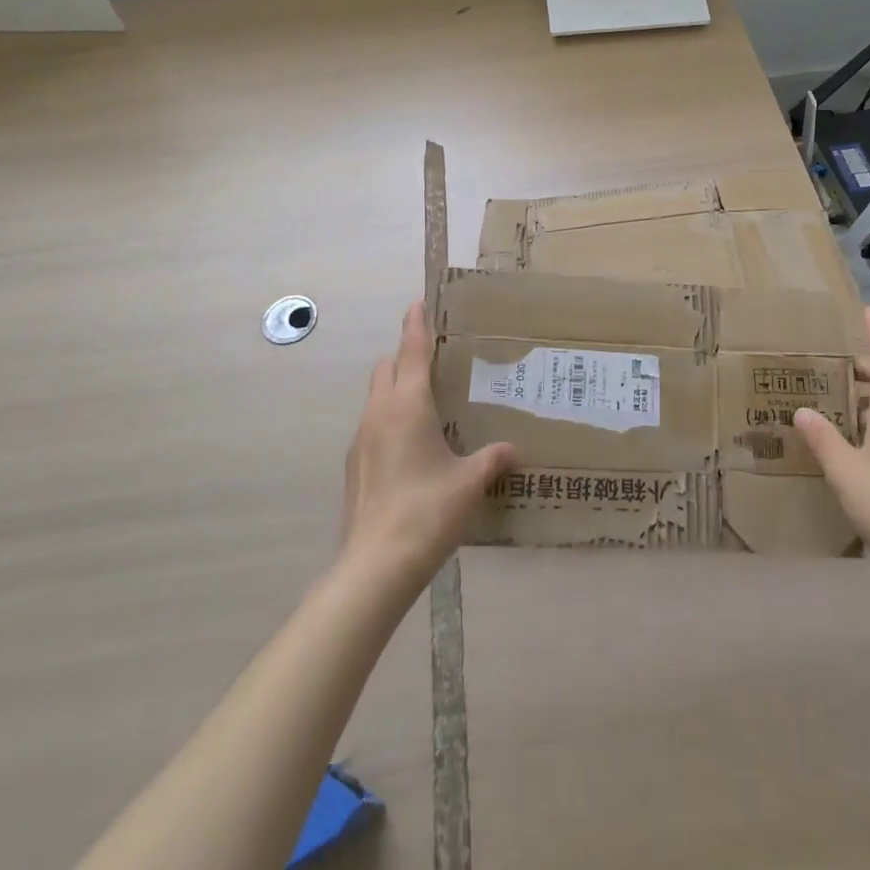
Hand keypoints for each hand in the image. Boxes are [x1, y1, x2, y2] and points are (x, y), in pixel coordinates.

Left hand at [339, 302, 515, 593]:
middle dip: (406, 356)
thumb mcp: (470, 482)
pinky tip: (412, 448)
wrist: (375, 566)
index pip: (412, 352)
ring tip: (428, 405)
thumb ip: (493, 459)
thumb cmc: (427, 512)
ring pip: (376, 397)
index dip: (416, 325)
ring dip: (397, 389)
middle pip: (387, 368)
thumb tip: (515, 450)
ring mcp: (361, 440)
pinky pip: (372, 426)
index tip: (418, 303)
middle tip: (435, 360)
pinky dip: (389, 420)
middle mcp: (379, 413)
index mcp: (407, 405)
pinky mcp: (354, 466)